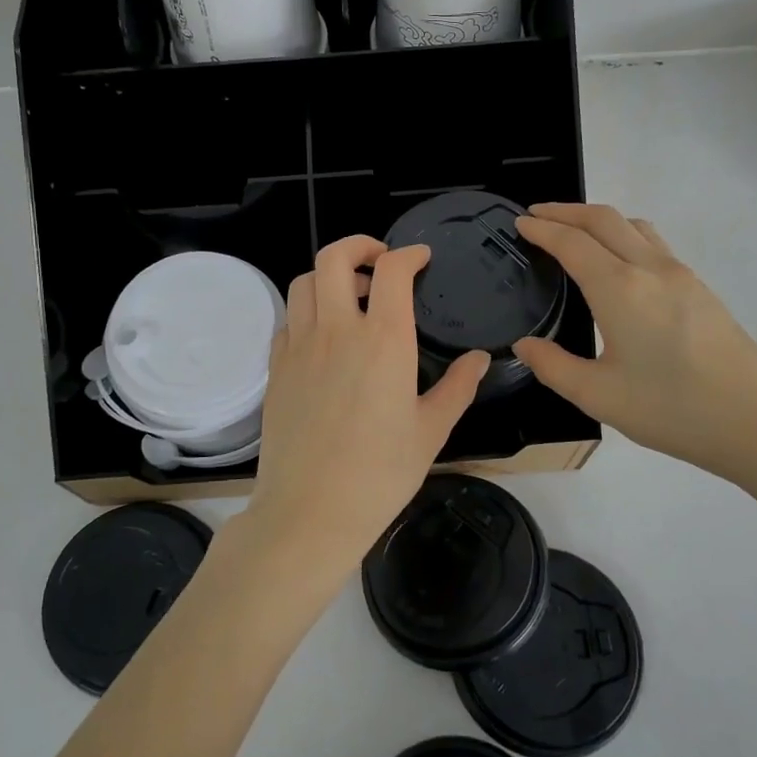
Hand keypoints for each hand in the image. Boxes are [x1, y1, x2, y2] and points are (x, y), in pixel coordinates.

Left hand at [243, 237, 487, 591]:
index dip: (409, 254)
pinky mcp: (276, 367)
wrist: (310, 511)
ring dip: (329, 276)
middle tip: (379, 261)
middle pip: (335, 258)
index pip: (392, 270)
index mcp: (384, 340)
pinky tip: (323, 336)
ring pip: (304, 282)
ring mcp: (300, 346)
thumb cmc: (380, 474)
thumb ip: (458, 387)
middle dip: (359, 245)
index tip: (420, 258)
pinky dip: (307, 311)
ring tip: (352, 296)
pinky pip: (288, 320)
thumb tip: (480, 359)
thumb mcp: (431, 431)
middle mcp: (337, 330)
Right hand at [513, 203, 756, 490]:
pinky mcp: (701, 289)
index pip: (572, 243)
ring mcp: (682, 275)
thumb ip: (553, 366)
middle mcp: (651, 269)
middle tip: (537, 215)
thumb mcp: (599, 396)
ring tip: (574, 231)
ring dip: (598, 219)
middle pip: (604, 219)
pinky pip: (654, 243)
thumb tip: (524, 345)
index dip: (542, 229)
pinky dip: (624, 234)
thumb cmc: (672, 410)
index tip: (519, 222)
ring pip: (634, 225)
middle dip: (566, 211)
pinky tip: (618, 262)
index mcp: (620, 289)